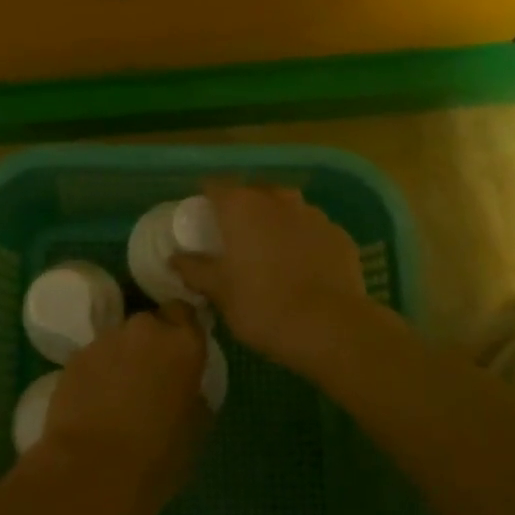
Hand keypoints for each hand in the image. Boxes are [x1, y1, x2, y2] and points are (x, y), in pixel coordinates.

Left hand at [35, 303, 211, 514]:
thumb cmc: (156, 458)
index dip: (181, 330)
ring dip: (122, 358)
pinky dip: (97, 372)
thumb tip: (186, 389)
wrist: (91, 471)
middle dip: (150, 345)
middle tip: (150, 378)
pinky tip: (94, 403)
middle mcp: (145, 330)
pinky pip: (94, 357)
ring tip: (118, 394)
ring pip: (119, 340)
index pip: (185, 313)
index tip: (180, 354)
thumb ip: (193, 396)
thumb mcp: (195, 431)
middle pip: (150, 325)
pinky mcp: (75, 356)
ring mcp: (105, 340)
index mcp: (183, 344)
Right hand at [170, 181, 373, 376]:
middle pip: (254, 193)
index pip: (215, 187)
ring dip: (276, 222)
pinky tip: (303, 267)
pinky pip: (313, 230)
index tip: (202, 220)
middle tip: (236, 237)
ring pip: (287, 208)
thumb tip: (175, 258)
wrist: (330, 328)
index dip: (207, 200)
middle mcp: (277, 200)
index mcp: (241, 207)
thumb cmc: (262, 306)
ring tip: (271, 251)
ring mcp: (313, 214)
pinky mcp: (339, 235)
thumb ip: (194, 269)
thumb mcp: (219, 292)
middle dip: (244, 209)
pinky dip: (304, 240)